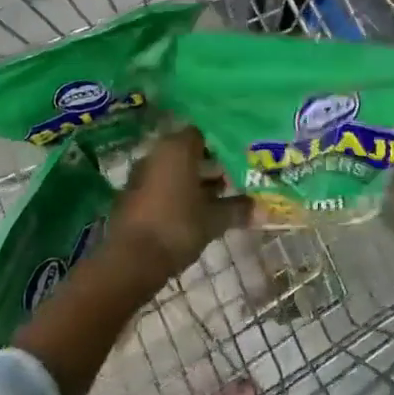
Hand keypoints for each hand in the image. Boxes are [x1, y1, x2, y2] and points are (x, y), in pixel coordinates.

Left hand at [105, 128, 252, 280]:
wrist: (129, 261)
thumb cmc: (177, 228)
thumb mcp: (214, 219)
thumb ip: (238, 209)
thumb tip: (264, 209)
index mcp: (177, 147)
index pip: (203, 133)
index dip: (222, 145)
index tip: (240, 158)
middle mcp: (157, 153)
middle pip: (188, 151)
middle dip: (210, 164)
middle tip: (233, 178)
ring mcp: (141, 173)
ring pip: (174, 169)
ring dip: (194, 180)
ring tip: (218, 197)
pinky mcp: (132, 195)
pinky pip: (161, 185)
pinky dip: (177, 193)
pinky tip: (193, 211)